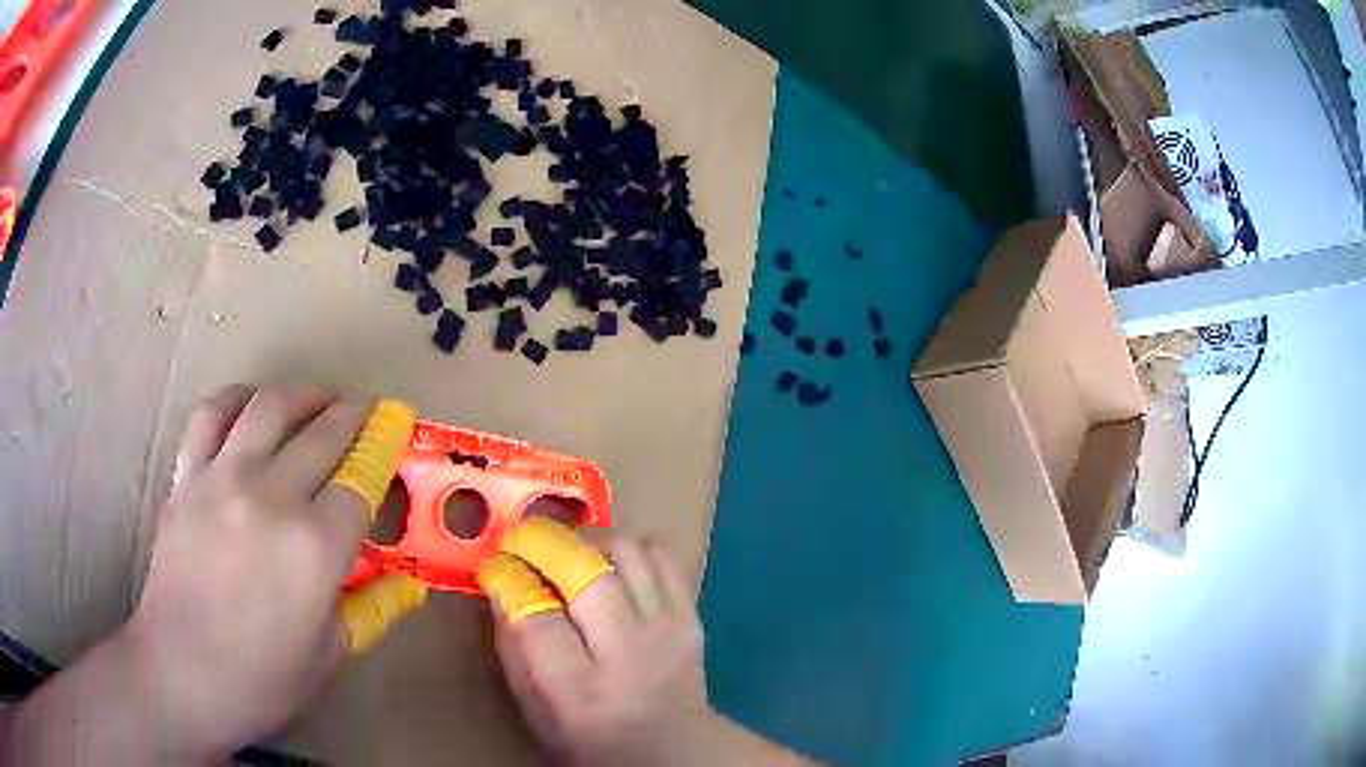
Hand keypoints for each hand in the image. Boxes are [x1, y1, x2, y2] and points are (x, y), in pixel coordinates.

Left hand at [0, 385, 408, 764]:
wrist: (181, 672)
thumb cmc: (263, 678)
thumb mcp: (331, 654)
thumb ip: (372, 608)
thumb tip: (408, 584)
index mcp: (316, 547)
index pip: (362, 479)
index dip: (384, 449)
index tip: (397, 429)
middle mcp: (272, 497)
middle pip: (323, 432)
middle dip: (354, 412)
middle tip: (369, 409)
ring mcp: (223, 478)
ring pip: (270, 407)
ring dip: (303, 394)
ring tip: (318, 397)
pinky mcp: (188, 475)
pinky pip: (212, 414)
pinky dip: (238, 398)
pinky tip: (251, 404)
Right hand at [479, 519, 813, 766]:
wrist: (674, 751)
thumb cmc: (590, 739)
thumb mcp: (535, 712)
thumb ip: (512, 651)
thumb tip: (500, 585)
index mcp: (579, 692)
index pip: (537, 618)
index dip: (509, 579)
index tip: (495, 564)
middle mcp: (628, 655)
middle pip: (586, 572)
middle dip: (544, 543)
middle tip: (523, 541)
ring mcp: (667, 631)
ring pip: (625, 551)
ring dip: (586, 540)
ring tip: (565, 551)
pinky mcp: (691, 616)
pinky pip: (660, 555)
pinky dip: (627, 546)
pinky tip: (607, 561)